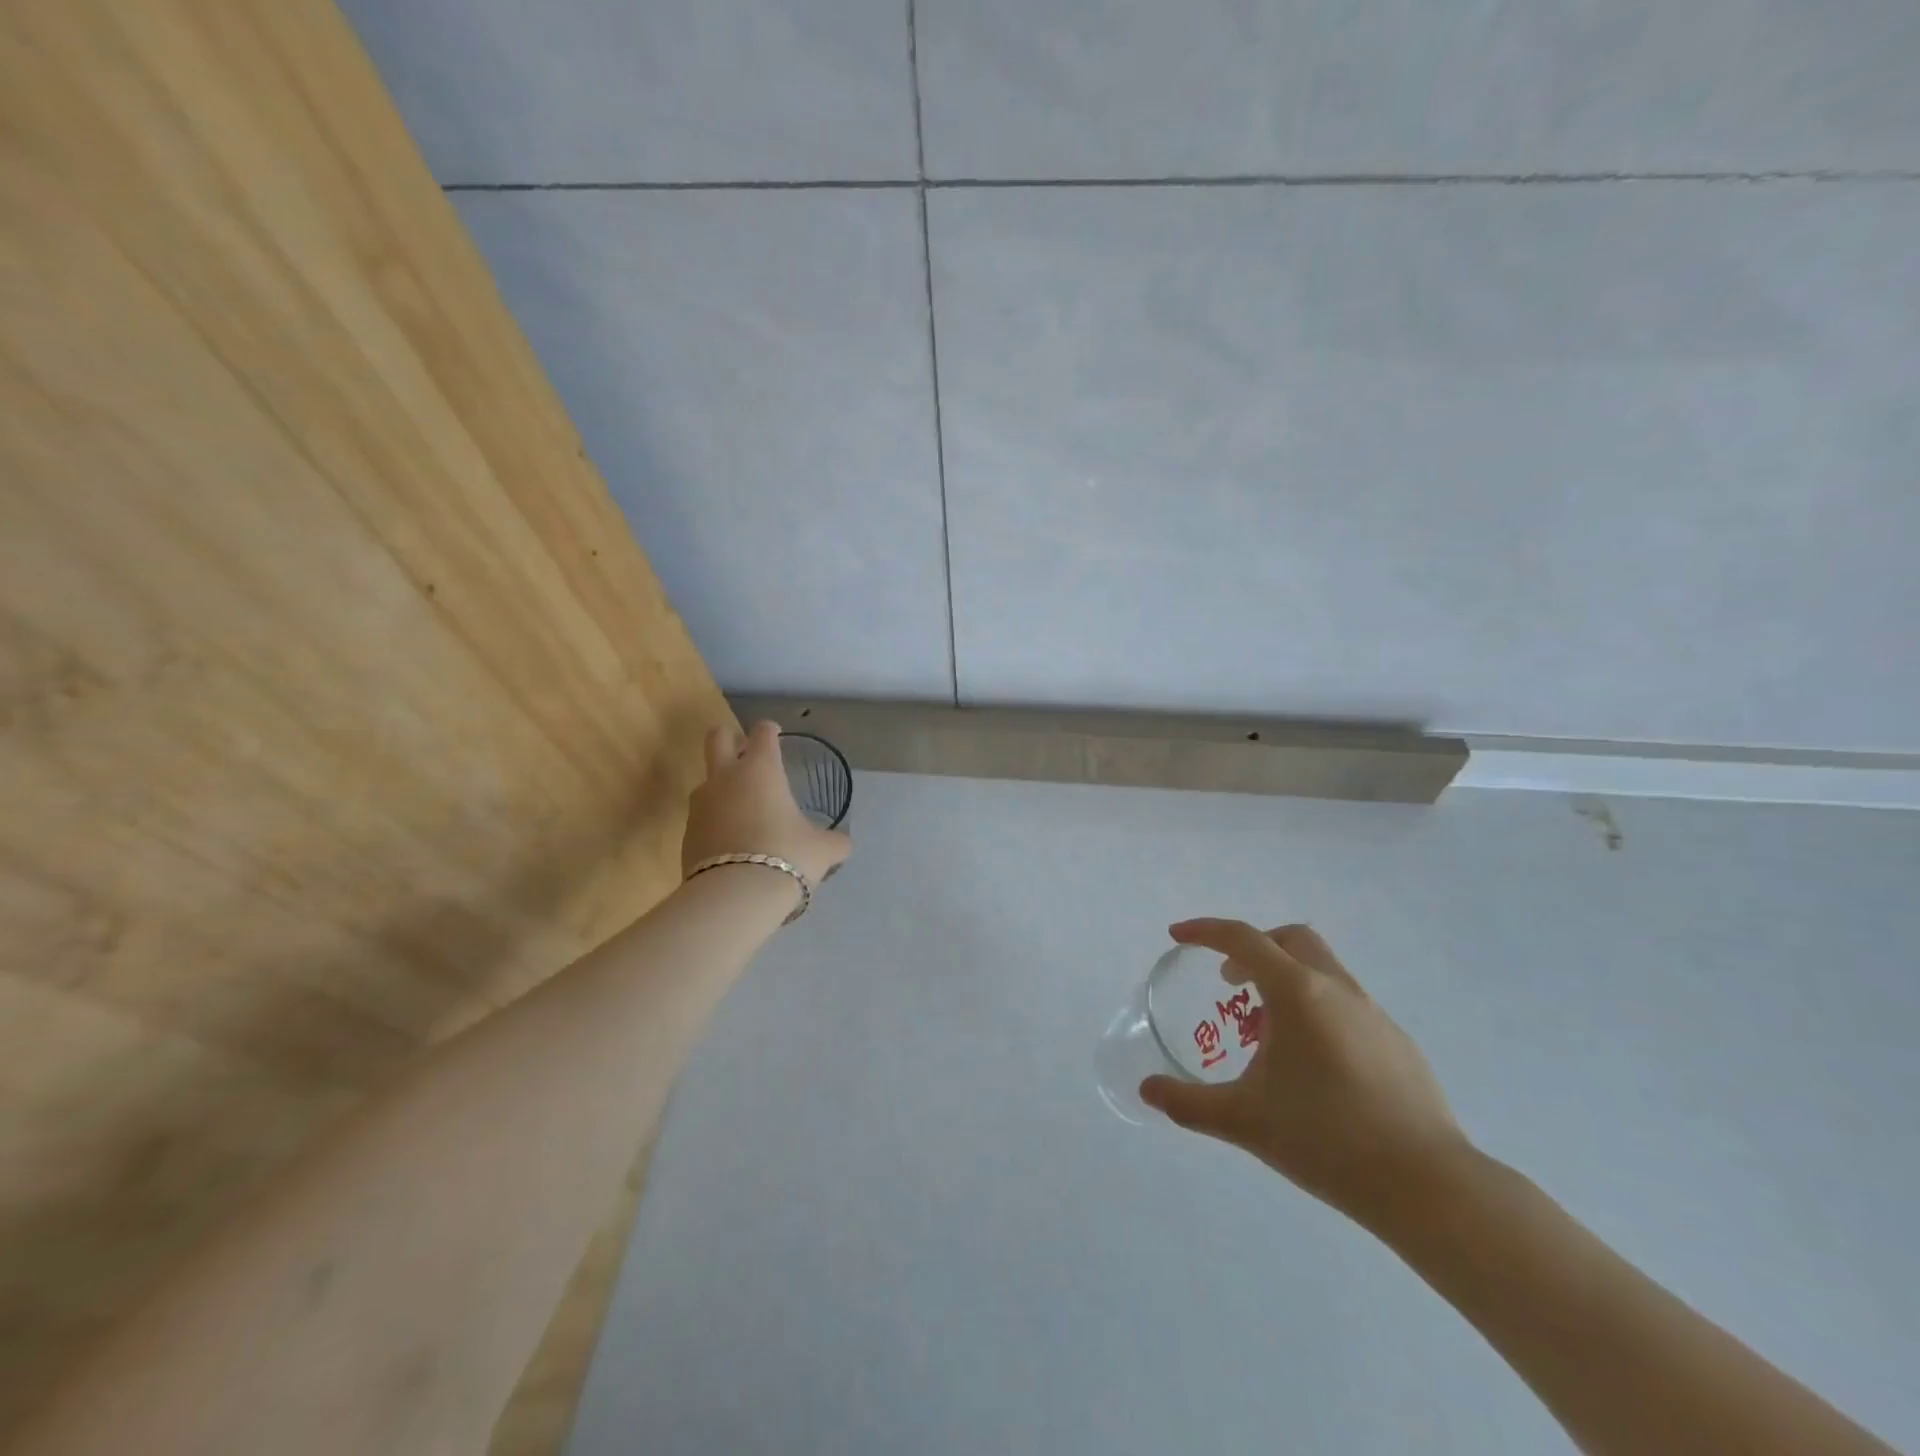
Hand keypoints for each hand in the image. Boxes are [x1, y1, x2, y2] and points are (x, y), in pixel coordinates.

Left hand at [681, 720, 851, 887]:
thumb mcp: (823, 850)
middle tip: (746, 753)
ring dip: (721, 786)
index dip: (770, 730)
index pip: (762, 733)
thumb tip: (842, 844)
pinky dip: (715, 822)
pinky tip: (732, 842)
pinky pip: (702, 817)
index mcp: (761, 770)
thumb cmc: (787, 856)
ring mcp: (701, 806)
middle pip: (717, 738)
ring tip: (743, 809)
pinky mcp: (686, 834)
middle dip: (730, 738)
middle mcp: (726, 778)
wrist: (735, 897)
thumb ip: (834, 841)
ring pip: (706, 781)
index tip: (775, 734)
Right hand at [1141, 920, 1469, 1223]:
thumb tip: (1147, 1090)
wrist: (1428, 1186)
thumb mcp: (1244, 1121)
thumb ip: (1188, 1104)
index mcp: (1297, 992)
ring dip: (1286, 980)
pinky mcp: (1398, 1043)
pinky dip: (1317, 1010)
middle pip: (1290, 939)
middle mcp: (1336, 989)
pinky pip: (1346, 1004)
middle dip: (1253, 948)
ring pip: (1322, 970)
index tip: (1177, 935)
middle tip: (1230, 982)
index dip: (1204, 931)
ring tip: (1267, 1032)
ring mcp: (1374, 1014)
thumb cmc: (1326, 1139)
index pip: (1242, 939)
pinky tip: (1313, 1065)